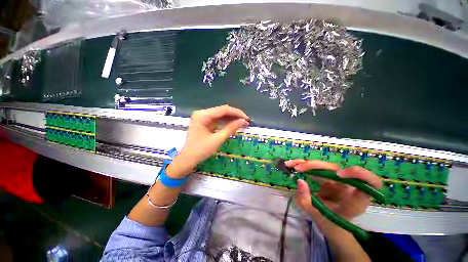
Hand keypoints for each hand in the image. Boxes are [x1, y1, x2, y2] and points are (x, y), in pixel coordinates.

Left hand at [166, 105, 248, 177]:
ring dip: (231, 118)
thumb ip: (231, 128)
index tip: (246, 118)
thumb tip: (243, 121)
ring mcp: (202, 117)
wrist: (188, 159)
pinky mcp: (204, 122)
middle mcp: (202, 113)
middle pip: (222, 111)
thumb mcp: (217, 139)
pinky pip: (217, 119)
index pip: (223, 110)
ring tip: (242, 123)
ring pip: (220, 115)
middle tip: (246, 121)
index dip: (237, 113)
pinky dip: (225, 122)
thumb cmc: (201, 150)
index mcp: (203, 115)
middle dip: (235, 115)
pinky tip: (233, 124)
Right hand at [286, 160, 381, 231]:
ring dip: (306, 163)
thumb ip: (306, 201)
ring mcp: (338, 180)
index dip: (359, 175)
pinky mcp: (328, 177)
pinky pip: (317, 167)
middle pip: (336, 169)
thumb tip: (299, 180)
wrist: (330, 223)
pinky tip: (293, 164)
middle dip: (315, 166)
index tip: (339, 174)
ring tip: (291, 165)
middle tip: (298, 168)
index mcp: (355, 200)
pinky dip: (304, 164)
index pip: (370, 183)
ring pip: (324, 165)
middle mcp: (348, 187)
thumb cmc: (328, 222)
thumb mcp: (315, 215)